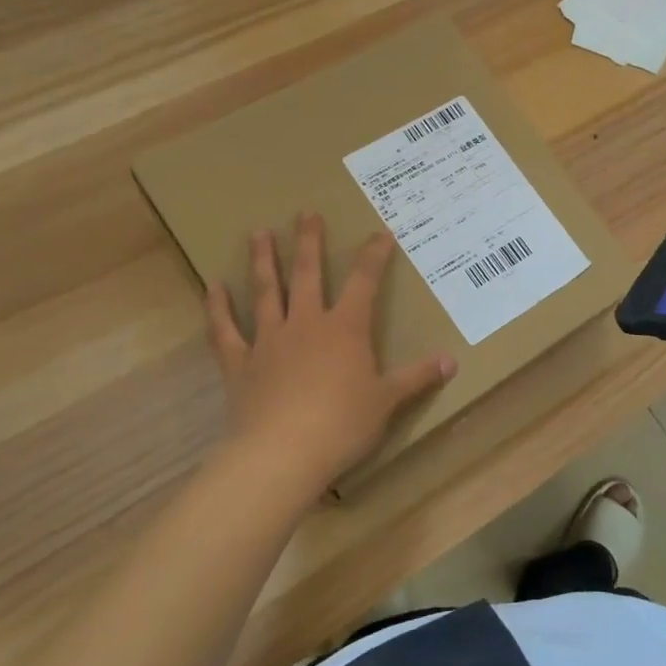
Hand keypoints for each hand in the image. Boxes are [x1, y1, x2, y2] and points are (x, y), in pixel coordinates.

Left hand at [205, 214, 455, 492]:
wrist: (283, 453)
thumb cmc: (342, 425)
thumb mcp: (388, 401)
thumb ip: (417, 378)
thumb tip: (451, 361)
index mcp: (345, 330)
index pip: (364, 283)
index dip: (374, 256)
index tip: (380, 232)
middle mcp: (306, 324)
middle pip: (308, 274)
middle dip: (309, 242)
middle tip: (306, 212)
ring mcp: (269, 340)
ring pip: (266, 292)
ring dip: (263, 261)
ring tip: (258, 233)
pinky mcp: (240, 363)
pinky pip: (225, 331)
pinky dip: (218, 308)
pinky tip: (213, 287)